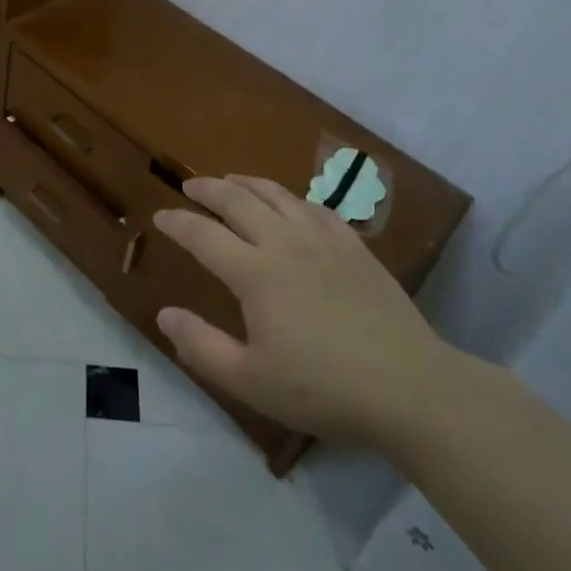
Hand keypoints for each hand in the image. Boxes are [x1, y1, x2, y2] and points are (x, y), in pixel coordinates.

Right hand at [152, 174, 473, 448]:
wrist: (410, 387)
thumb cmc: (324, 389)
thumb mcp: (251, 381)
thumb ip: (202, 346)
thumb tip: (164, 314)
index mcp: (255, 274)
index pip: (203, 235)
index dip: (177, 222)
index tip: (160, 215)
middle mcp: (284, 244)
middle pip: (238, 201)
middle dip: (208, 189)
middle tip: (190, 186)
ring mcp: (323, 241)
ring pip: (277, 196)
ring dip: (247, 183)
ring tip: (231, 181)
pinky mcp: (354, 247)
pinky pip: (315, 208)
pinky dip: (292, 199)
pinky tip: (291, 205)